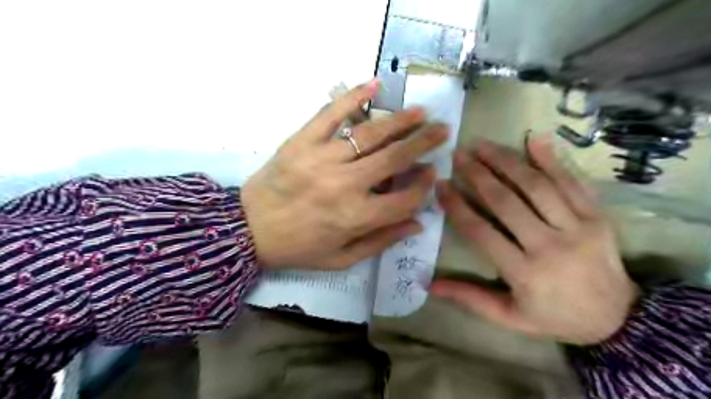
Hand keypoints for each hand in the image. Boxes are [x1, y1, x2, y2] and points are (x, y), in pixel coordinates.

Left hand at [242, 80, 445, 270]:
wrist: (248, 230)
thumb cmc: (298, 248)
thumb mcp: (341, 258)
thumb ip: (381, 241)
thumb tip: (417, 222)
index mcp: (355, 218)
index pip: (404, 199)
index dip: (423, 186)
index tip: (432, 173)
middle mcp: (344, 186)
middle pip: (394, 159)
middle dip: (424, 143)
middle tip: (442, 130)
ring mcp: (322, 159)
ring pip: (371, 134)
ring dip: (400, 121)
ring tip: (420, 112)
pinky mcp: (302, 141)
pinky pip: (331, 113)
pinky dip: (353, 97)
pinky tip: (374, 85)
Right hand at [433, 136, 639, 343]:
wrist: (619, 320)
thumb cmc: (555, 317)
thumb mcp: (509, 317)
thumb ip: (470, 298)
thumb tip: (429, 284)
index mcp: (525, 273)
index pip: (481, 232)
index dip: (457, 206)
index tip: (440, 185)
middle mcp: (550, 246)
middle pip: (507, 202)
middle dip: (478, 175)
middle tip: (458, 155)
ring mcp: (578, 227)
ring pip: (537, 186)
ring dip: (507, 161)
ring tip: (483, 145)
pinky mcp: (598, 216)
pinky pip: (572, 182)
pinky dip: (552, 159)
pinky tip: (533, 139)